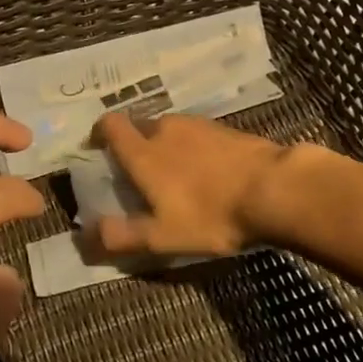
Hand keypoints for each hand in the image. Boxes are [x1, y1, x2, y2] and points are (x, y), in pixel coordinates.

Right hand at [89, 111, 284, 257]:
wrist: (276, 190)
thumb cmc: (211, 215)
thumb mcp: (163, 236)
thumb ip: (122, 235)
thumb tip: (86, 236)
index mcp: (144, 151)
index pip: (110, 125)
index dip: (99, 133)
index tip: (97, 148)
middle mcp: (166, 129)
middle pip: (139, 126)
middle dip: (133, 144)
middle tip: (138, 172)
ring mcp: (199, 126)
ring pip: (170, 129)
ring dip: (165, 145)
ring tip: (174, 173)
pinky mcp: (226, 130)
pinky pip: (197, 134)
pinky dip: (193, 148)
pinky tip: (207, 171)